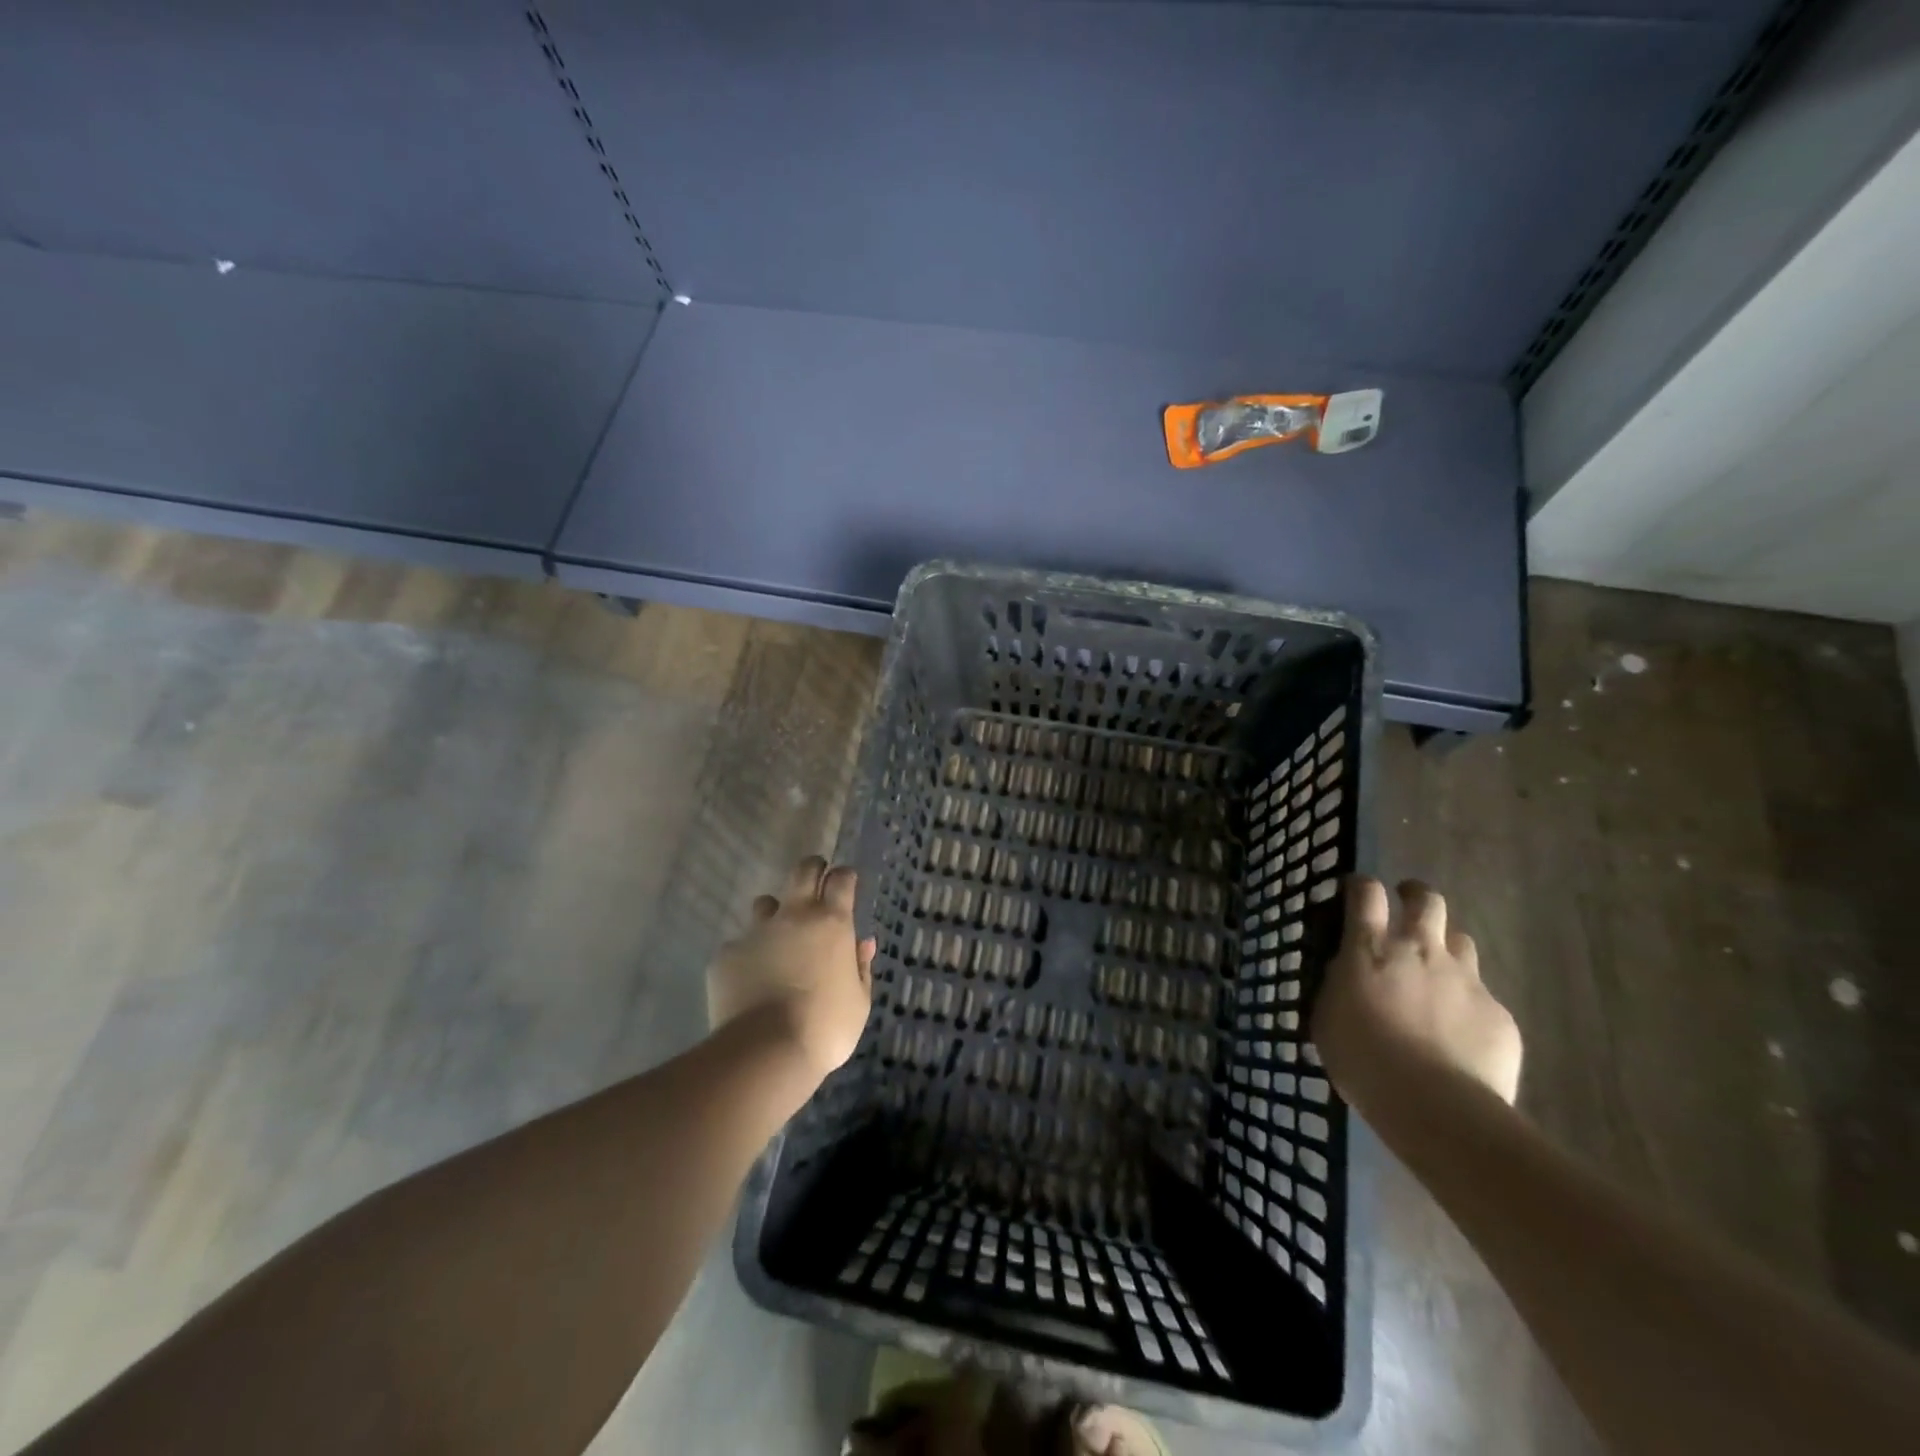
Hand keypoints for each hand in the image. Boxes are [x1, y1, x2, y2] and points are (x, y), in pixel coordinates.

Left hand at [707, 856, 875, 1079]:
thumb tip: (863, 943)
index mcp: (831, 922)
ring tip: (778, 942)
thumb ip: (861, 967)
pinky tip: (750, 983)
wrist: (765, 1052)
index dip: (845, 878)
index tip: (846, 885)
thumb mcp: (859, 1001)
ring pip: (764, 905)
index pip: (841, 879)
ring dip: (775, 914)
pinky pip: (740, 946)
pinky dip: (748, 957)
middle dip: (812, 870)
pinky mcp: (726, 955)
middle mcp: (793, 916)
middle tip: (816, 888)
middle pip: (803, 870)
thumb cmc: (826, 1027)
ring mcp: (755, 932)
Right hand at [1312, 877, 1521, 1116]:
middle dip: (1416, 895)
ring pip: (1461, 941)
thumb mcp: (1327, 1016)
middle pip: (1427, 900)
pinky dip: (1467, 1004)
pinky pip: (1482, 996)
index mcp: (1370, 948)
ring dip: (1446, 948)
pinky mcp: (1498, 1012)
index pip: (1367, 892)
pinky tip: (1459, 1033)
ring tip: (1436, 972)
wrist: (1435, 1105)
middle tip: (1408, 906)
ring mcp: (1465, 979)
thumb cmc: (1362, 1058)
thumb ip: (1337, 984)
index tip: (1358, 891)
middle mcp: (1420, 949)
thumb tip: (1346, 972)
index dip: (1362, 885)